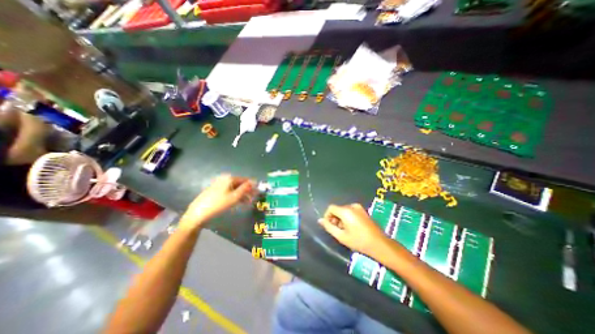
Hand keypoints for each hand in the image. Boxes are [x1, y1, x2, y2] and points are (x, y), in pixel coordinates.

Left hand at [180, 175, 255, 231]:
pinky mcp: (215, 190)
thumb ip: (245, 189)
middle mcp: (224, 179)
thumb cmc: (218, 204)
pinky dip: (234, 196)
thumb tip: (255, 181)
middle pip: (240, 184)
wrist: (198, 213)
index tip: (257, 193)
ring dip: (242, 194)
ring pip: (234, 188)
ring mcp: (219, 184)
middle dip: (247, 191)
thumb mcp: (234, 197)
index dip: (252, 186)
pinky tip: (238, 202)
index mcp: (229, 178)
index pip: (245, 180)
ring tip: (247, 203)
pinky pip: (228, 191)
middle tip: (253, 199)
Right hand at [319, 203, 388, 254]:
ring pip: (344, 210)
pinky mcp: (363, 211)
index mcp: (346, 211)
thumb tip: (320, 220)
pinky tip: (352, 228)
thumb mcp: (341, 236)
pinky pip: (350, 211)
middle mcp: (352, 206)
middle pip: (337, 209)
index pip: (331, 208)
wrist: (379, 244)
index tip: (329, 226)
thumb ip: (329, 227)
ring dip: (341, 218)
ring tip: (345, 230)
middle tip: (337, 230)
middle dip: (334, 218)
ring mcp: (359, 208)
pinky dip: (347, 217)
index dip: (327, 216)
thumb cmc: (359, 241)